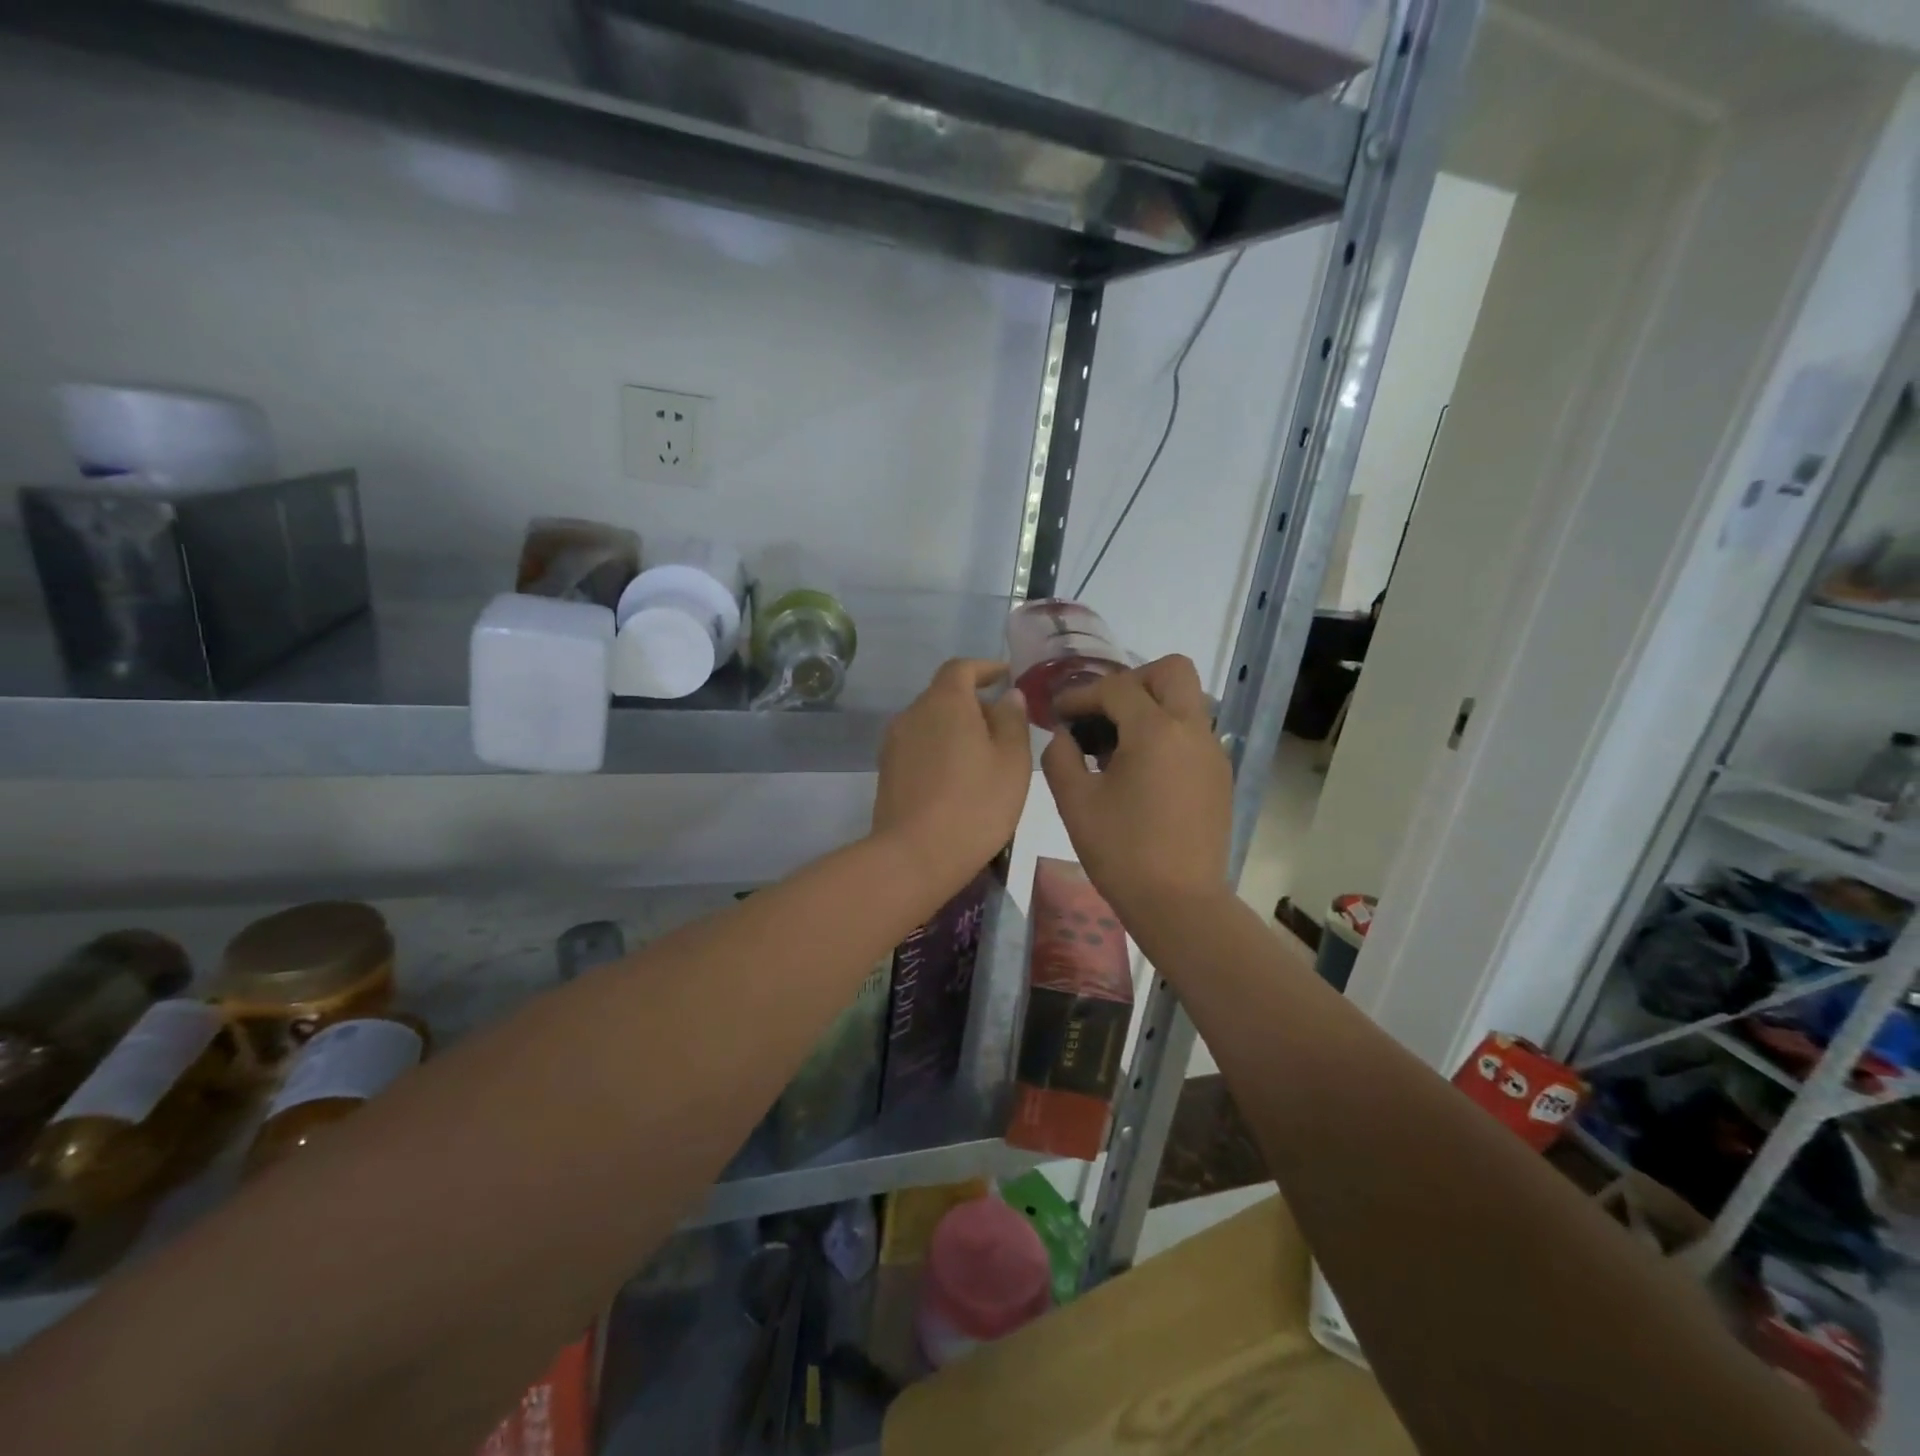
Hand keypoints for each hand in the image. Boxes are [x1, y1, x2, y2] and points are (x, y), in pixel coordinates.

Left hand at [873, 659, 1032, 889]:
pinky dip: (940, 749)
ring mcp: (895, 742)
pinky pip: (919, 746)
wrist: (914, 856)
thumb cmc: (975, 804)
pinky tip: (958, 778)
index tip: (1005, 677)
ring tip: (984, 758)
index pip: (962, 668)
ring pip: (931, 722)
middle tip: (1004, 728)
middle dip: (974, 703)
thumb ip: (1013, 720)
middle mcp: (913, 713)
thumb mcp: (1012, 761)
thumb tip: (1007, 695)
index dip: (985, 668)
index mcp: (945, 701)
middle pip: (945, 695)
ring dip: (956, 729)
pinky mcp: (887, 770)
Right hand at [1042, 655, 1232, 914]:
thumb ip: (1060, 756)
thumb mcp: (1075, 802)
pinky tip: (1140, 769)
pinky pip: (1193, 732)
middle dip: (1133, 680)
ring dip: (1152, 705)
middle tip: (1103, 711)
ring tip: (1117, 743)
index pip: (1116, 688)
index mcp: (1156, 731)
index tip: (1058, 712)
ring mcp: (1212, 752)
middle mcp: (1192, 730)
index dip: (1081, 695)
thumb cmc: (1121, 852)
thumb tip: (1064, 736)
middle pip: (1172, 671)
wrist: (1178, 903)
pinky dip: (1166, 733)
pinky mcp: (1219, 776)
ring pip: (1187, 701)